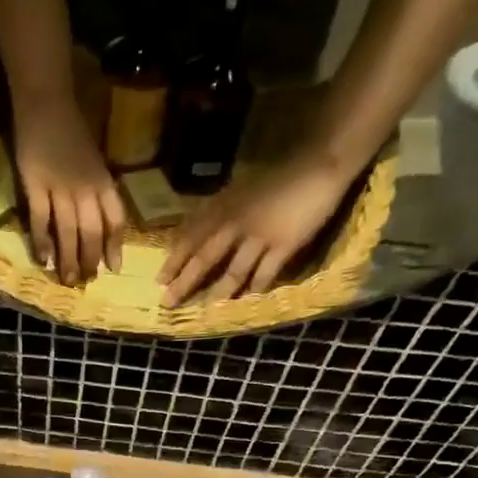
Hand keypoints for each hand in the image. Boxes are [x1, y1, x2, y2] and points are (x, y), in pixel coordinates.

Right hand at [11, 93, 126, 283]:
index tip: (113, 268)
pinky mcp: (35, 185)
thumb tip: (98, 220)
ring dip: (68, 259)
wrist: (46, 102)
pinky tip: (44, 260)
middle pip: (92, 232)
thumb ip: (97, 189)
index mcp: (103, 182)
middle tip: (86, 281)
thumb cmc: (71, 131)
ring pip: (68, 231)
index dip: (115, 246)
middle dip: (90, 260)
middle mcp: (86, 189)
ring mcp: (60, 188)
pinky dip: (42, 242)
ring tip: (67, 280)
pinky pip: (41, 220)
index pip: (115, 219)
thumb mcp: (94, 161)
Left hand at [159, 149, 359, 304]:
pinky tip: (246, 304)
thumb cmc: (277, 178)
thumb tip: (194, 234)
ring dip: (218, 293)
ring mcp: (260, 236)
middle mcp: (236, 224)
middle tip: (168, 303)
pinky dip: (255, 290)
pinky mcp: (284, 245)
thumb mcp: (239, 191)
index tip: (159, 280)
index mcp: (223, 208)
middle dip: (184, 282)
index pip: (191, 237)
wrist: (318, 165)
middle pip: (204, 258)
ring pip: (233, 271)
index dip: (175, 260)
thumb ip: (218, 212)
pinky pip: (265, 274)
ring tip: (205, 312)